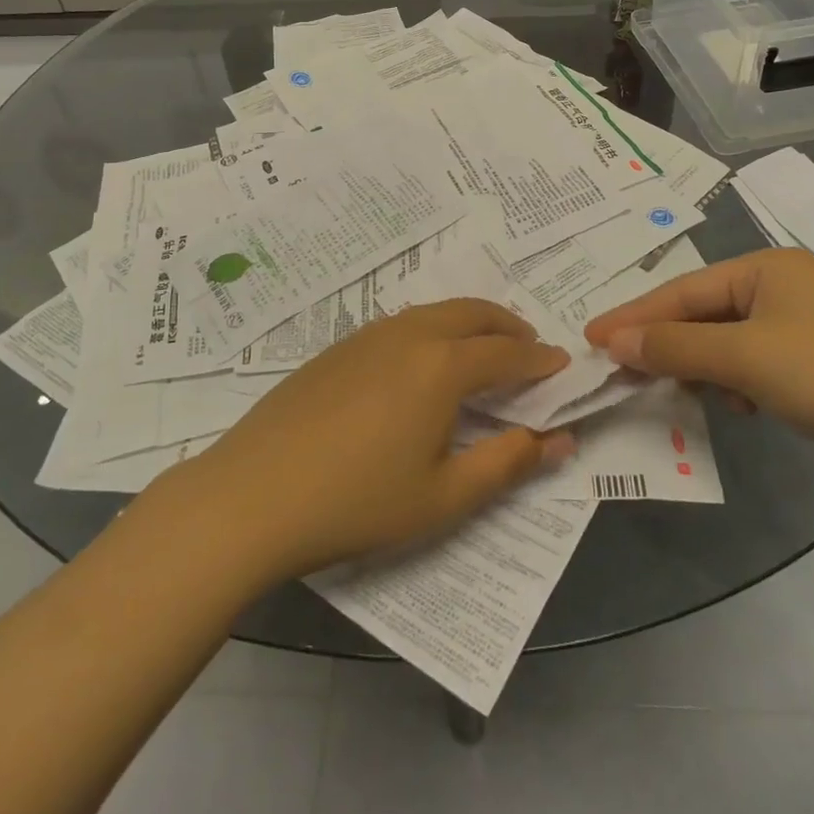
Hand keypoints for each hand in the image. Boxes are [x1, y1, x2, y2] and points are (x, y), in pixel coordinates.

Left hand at [171, 300, 574, 583]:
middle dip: (509, 326)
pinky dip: (433, 329)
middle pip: (473, 313)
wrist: (252, 495)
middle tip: (529, 349)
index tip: (561, 366)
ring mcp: (368, 335)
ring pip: (435, 312)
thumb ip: (507, 463)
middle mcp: (409, 334)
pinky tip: (424, 364)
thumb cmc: (357, 502)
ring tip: (483, 353)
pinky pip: (402, 323)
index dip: (539, 359)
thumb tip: (559, 440)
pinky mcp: (338, 347)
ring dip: (470, 323)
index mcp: (441, 366)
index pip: (507, 352)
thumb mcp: (443, 496)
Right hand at [583, 249, 813, 503]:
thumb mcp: (743, 357)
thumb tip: (611, 340)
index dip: (635, 315)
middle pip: (703, 313)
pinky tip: (736, 409)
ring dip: (699, 367)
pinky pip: (754, 367)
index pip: (683, 290)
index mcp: (767, 268)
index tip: (590, 338)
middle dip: (665, 343)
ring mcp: (805, 329)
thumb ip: (673, 347)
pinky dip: (734, 385)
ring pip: (727, 343)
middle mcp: (784, 289)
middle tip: (619, 368)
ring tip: (673, 390)